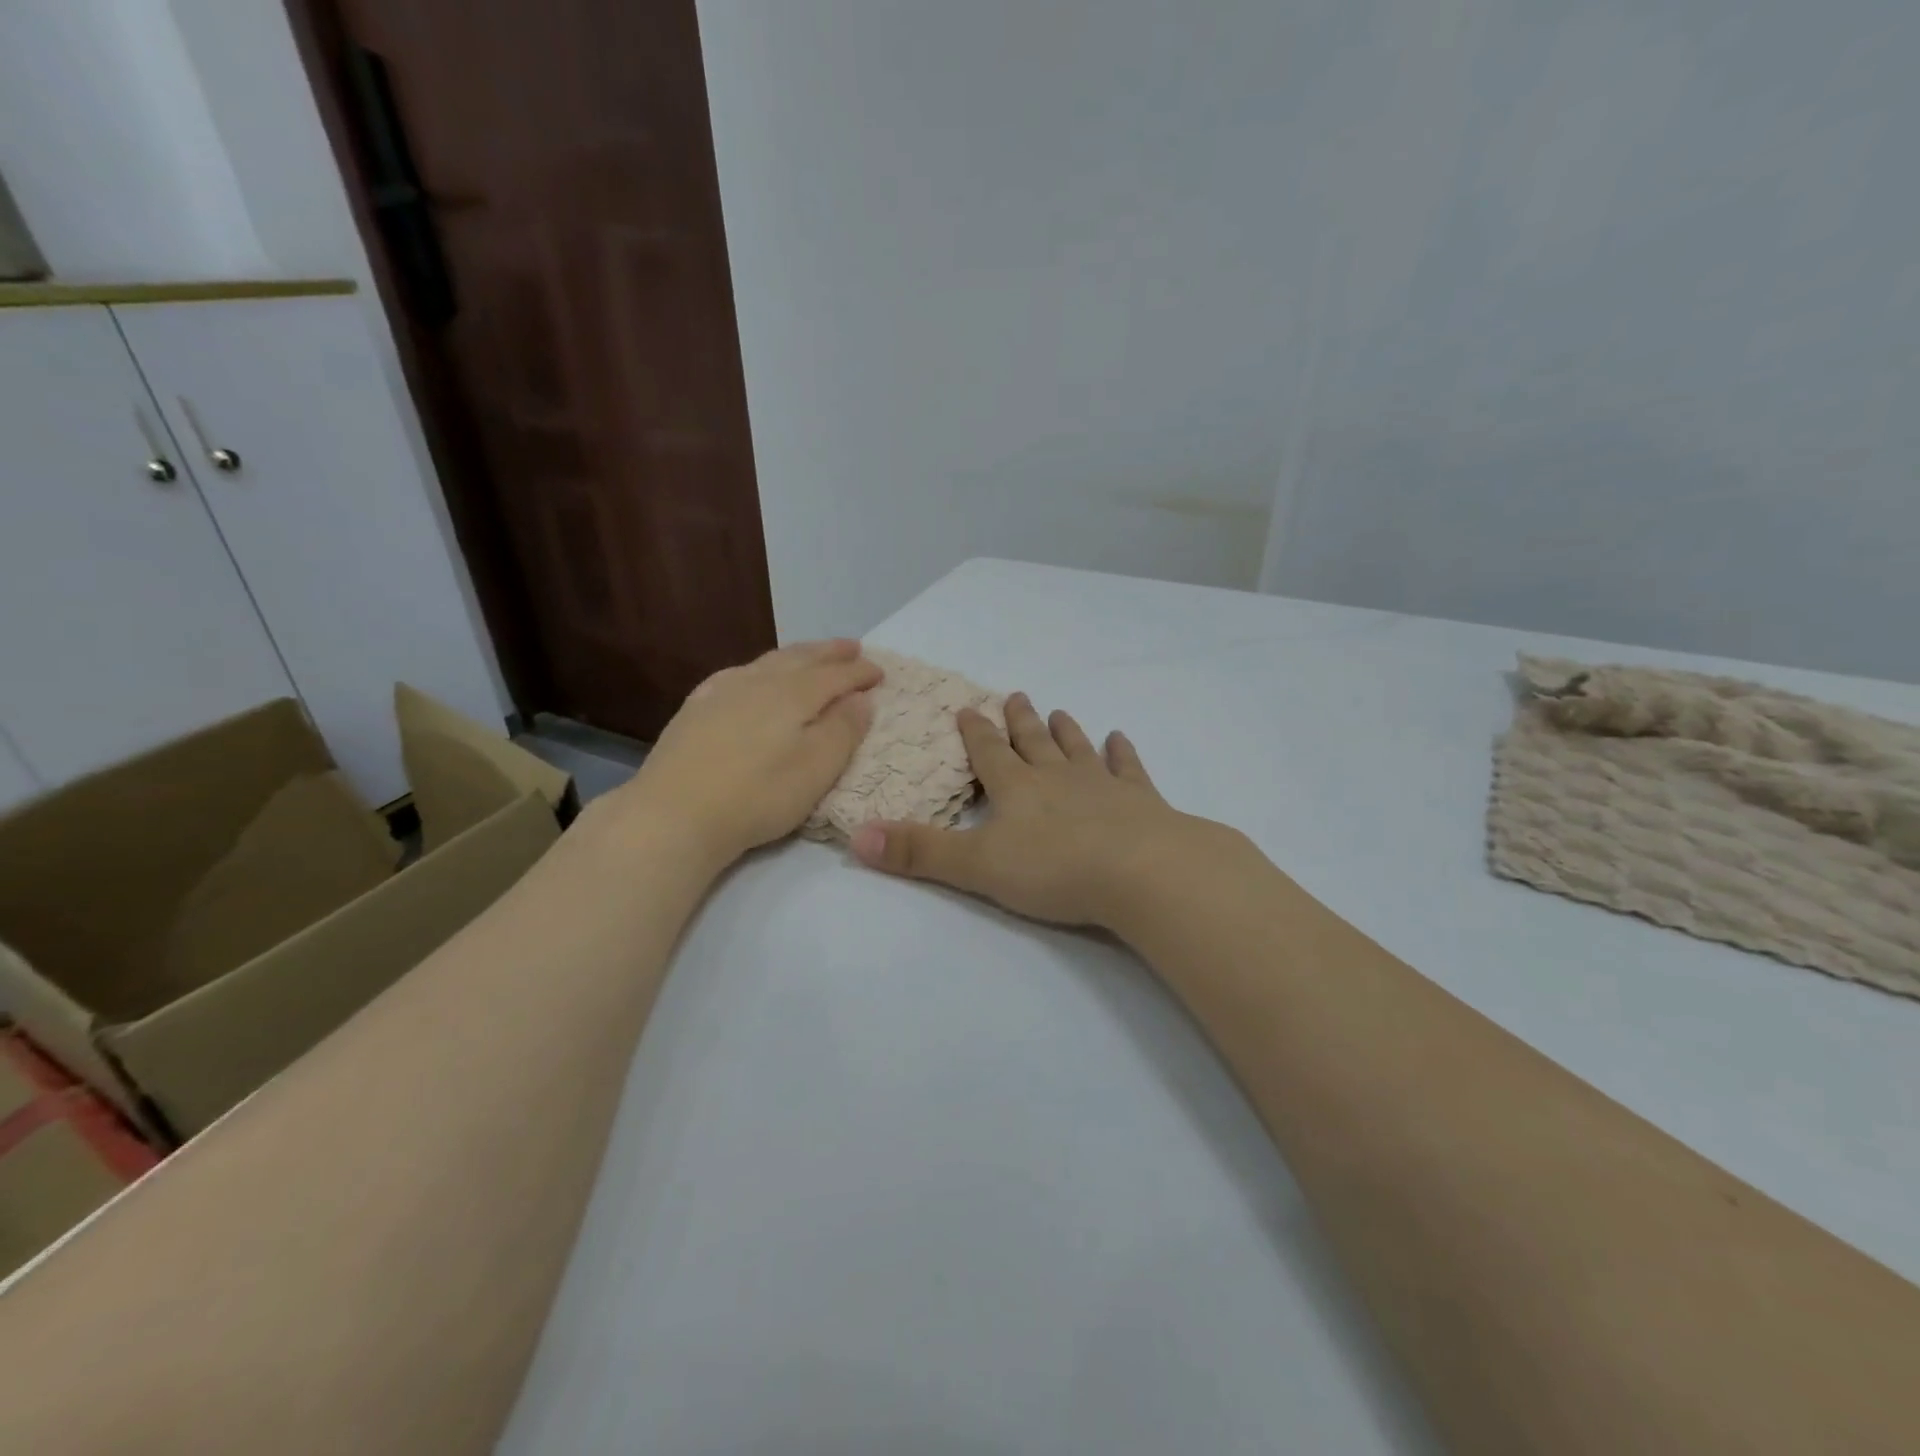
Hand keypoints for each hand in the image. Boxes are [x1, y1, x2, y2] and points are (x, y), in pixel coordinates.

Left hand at [611, 639, 880, 868]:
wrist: (675, 813)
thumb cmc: (758, 795)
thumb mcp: (816, 769)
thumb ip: (844, 730)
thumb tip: (861, 698)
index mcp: (794, 694)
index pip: (836, 675)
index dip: (860, 672)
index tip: (880, 672)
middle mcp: (759, 682)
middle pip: (801, 658)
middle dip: (830, 653)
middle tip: (851, 647)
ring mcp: (722, 691)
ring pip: (768, 662)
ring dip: (796, 655)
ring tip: (810, 654)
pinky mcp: (696, 708)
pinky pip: (736, 673)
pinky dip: (758, 668)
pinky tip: (752, 675)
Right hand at [849, 692, 1226, 929]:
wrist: (1140, 872)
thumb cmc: (1053, 869)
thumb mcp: (977, 866)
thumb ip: (920, 852)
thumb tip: (858, 836)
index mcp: (1017, 789)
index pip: (989, 753)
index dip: (975, 732)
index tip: (967, 708)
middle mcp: (1057, 777)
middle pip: (1033, 742)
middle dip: (1020, 722)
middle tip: (1017, 696)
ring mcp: (1101, 785)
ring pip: (1077, 749)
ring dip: (1066, 731)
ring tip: (1058, 711)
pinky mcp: (1140, 801)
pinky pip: (1128, 769)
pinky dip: (1122, 753)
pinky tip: (1120, 739)